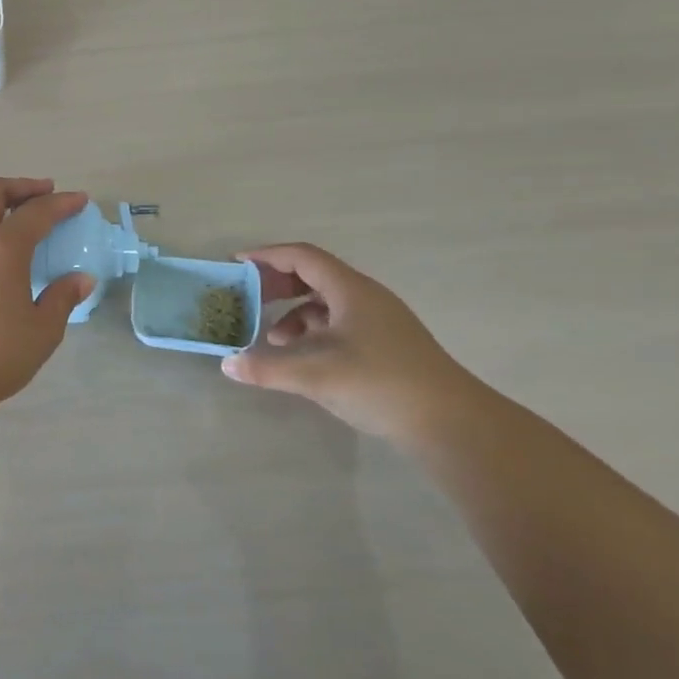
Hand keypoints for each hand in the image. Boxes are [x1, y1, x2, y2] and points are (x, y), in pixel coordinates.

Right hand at [221, 242, 481, 444]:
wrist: (451, 423)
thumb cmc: (380, 384)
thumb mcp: (316, 375)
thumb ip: (267, 369)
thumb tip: (227, 364)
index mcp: (350, 290)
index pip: (302, 257)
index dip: (267, 256)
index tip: (237, 264)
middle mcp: (365, 297)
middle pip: (313, 275)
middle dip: (277, 284)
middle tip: (249, 298)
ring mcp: (378, 320)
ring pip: (326, 301)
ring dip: (294, 311)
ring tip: (272, 338)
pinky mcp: (384, 343)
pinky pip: (338, 322)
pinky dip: (313, 331)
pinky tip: (302, 356)